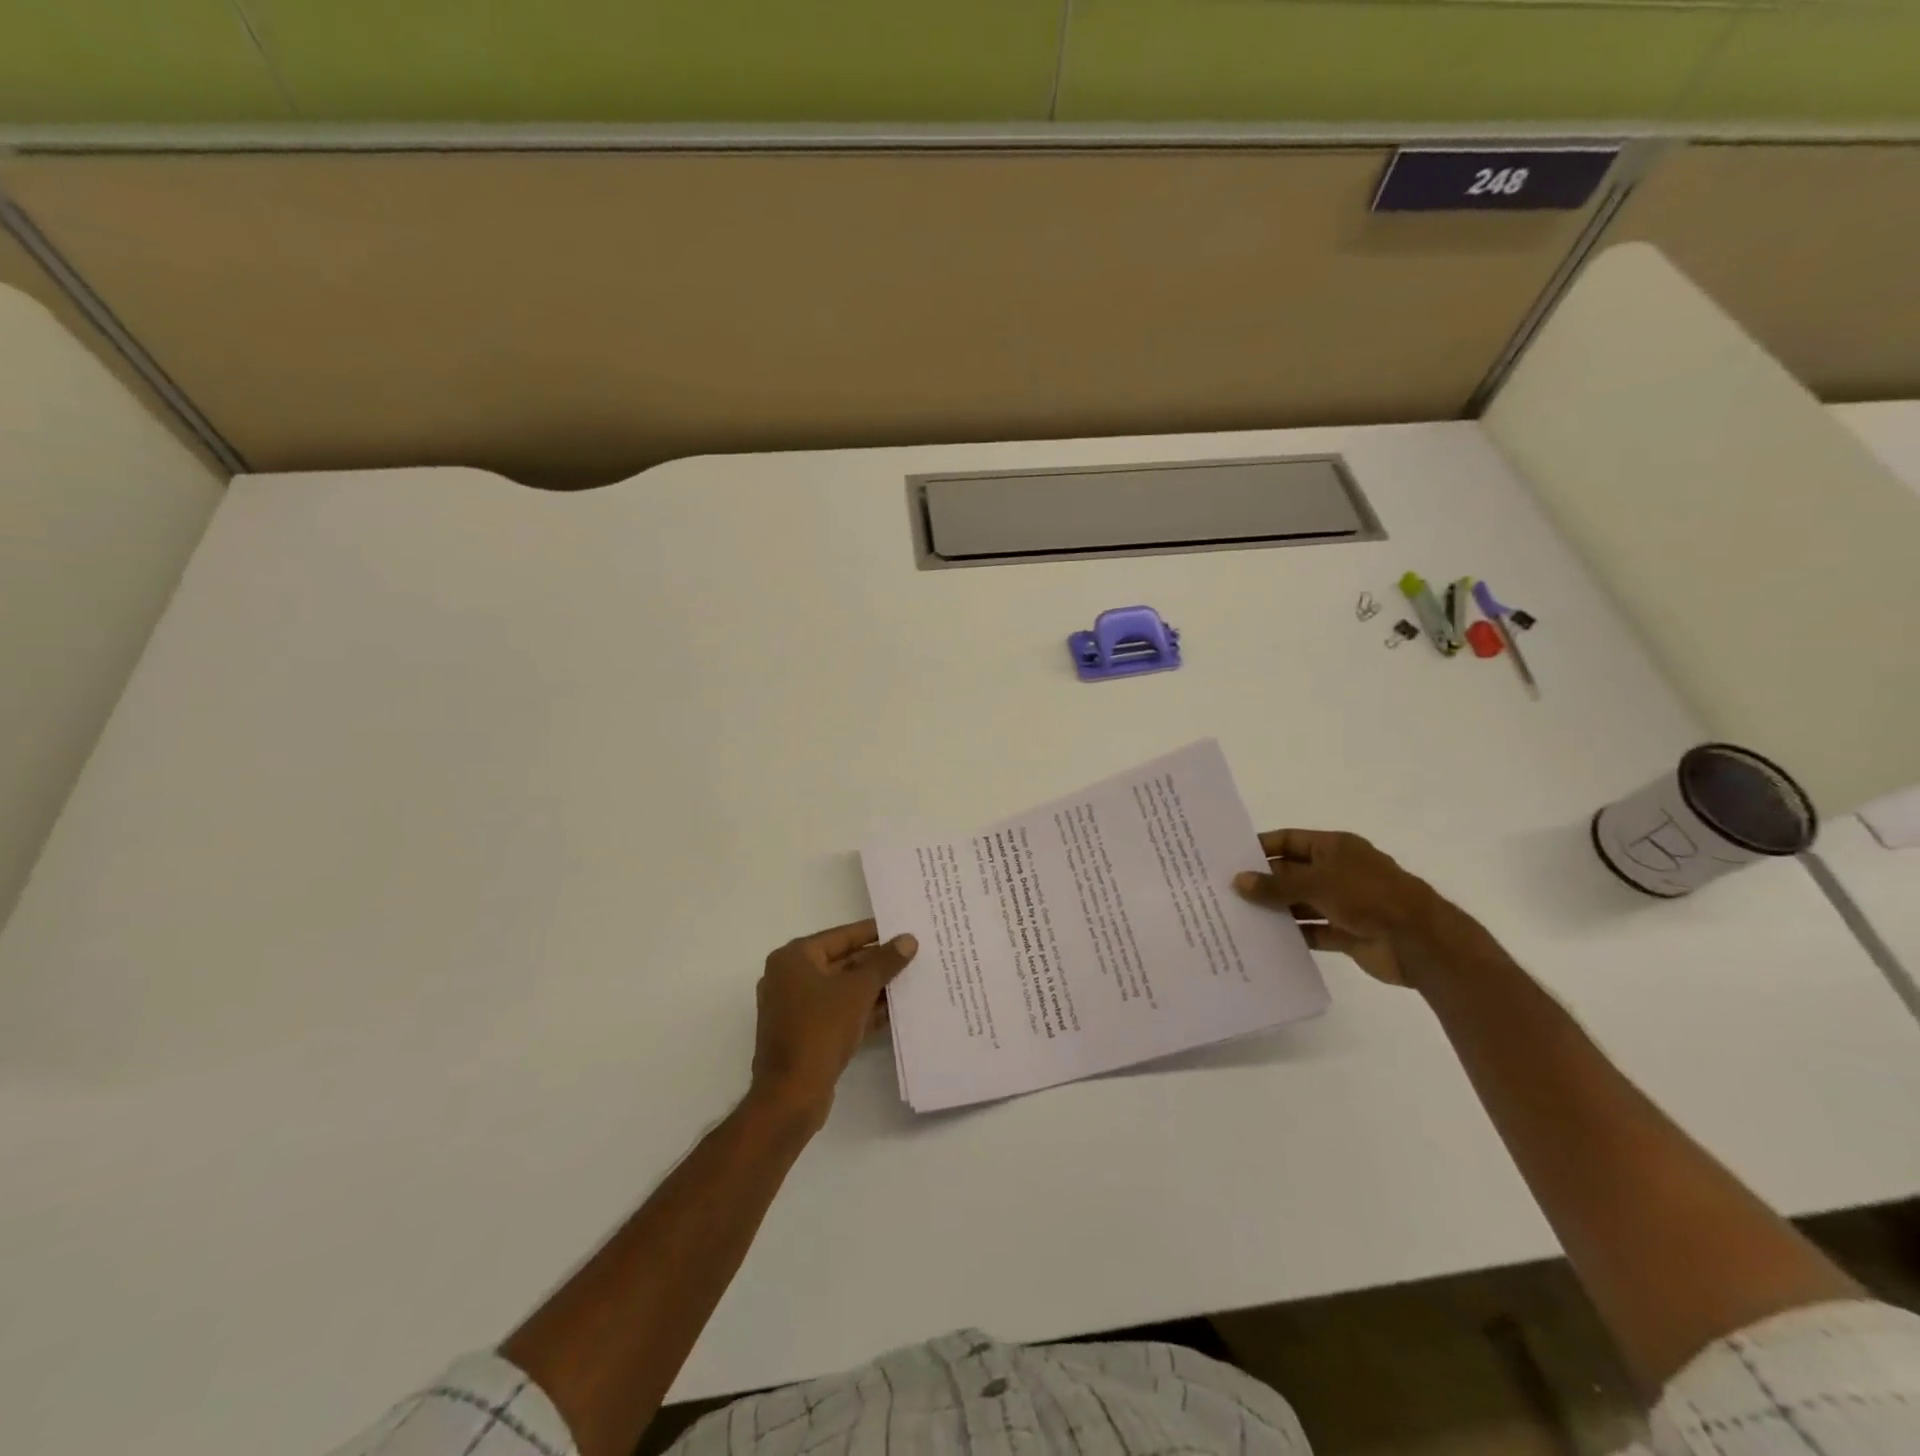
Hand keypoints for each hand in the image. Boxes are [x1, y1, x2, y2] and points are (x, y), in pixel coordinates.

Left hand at [750, 920, 917, 1123]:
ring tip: (910, 981)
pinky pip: (838, 1013)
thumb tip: (908, 939)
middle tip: (912, 956)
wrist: (791, 1095)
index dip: (874, 932)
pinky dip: (862, 1010)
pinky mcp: (804, 1034)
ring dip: (872, 988)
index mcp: (794, 958)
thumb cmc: (820, 1029)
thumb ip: (884, 962)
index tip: (902, 928)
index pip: (841, 936)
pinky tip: (893, 1012)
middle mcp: (789, 978)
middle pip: (841, 962)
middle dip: (876, 963)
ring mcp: (795, 1008)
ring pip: (841, 990)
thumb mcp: (858, 990)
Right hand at [1233, 829, 1485, 988]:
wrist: (1420, 942)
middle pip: (1292, 873)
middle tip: (1225, 891)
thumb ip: (1276, 885)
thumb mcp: (1317, 883)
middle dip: (1263, 882)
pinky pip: (1312, 931)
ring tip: (1237, 917)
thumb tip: (1238, 881)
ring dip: (1275, 910)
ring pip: (1300, 903)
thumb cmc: (1368, 897)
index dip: (1261, 847)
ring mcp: (1344, 903)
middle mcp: (1338, 871)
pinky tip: (1264, 941)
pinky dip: (1293, 935)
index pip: (1289, 841)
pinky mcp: (1347, 933)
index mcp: (1335, 848)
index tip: (1230, 859)